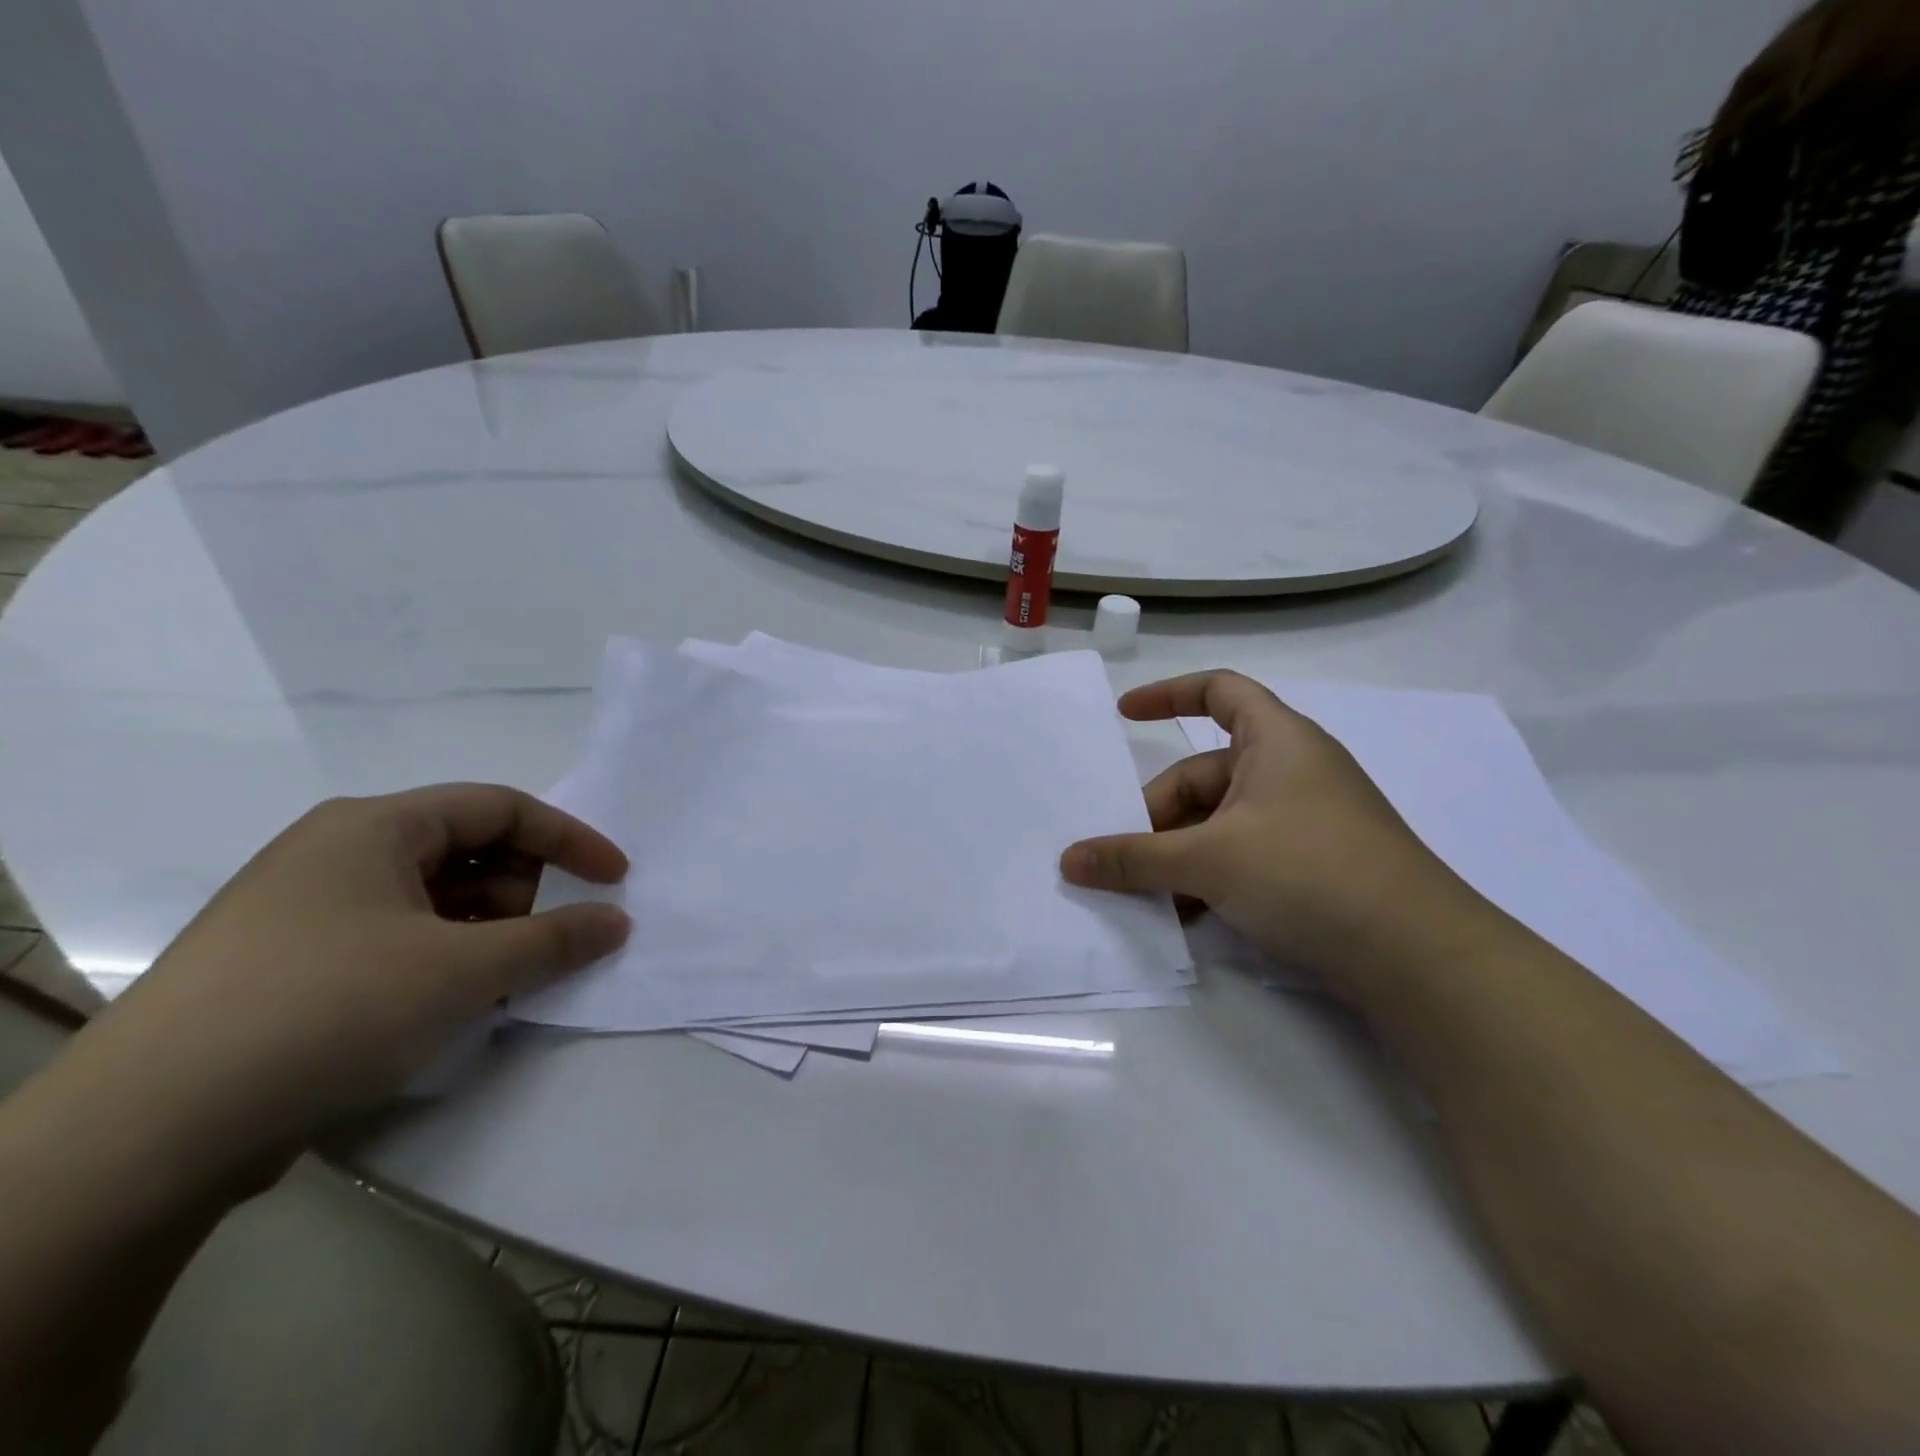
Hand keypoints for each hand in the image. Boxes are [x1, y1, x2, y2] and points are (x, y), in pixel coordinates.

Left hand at [77, 785, 630, 1163]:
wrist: (145, 1134)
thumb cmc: (328, 1011)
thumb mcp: (463, 970)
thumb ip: (554, 939)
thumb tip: (616, 921)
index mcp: (374, 826)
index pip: (501, 808)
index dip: (570, 840)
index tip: (616, 880)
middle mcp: (337, 851)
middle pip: (467, 849)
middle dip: (521, 892)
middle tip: (540, 946)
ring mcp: (305, 908)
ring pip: (431, 897)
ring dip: (483, 931)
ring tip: (495, 983)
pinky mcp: (288, 962)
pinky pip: (395, 936)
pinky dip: (440, 957)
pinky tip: (445, 1003)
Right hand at [1060, 672, 1481, 991]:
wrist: (1419, 956)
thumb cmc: (1308, 872)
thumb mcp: (1209, 860)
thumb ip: (1133, 859)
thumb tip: (1069, 860)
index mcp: (1277, 740)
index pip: (1218, 690)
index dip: (1168, 693)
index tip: (1123, 716)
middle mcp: (1292, 770)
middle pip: (1204, 774)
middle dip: (1159, 814)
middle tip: (1124, 858)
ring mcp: (1305, 820)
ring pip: (1220, 822)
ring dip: (1180, 854)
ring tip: (1149, 895)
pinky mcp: (1315, 865)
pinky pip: (1244, 854)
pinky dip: (1211, 876)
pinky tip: (1188, 916)